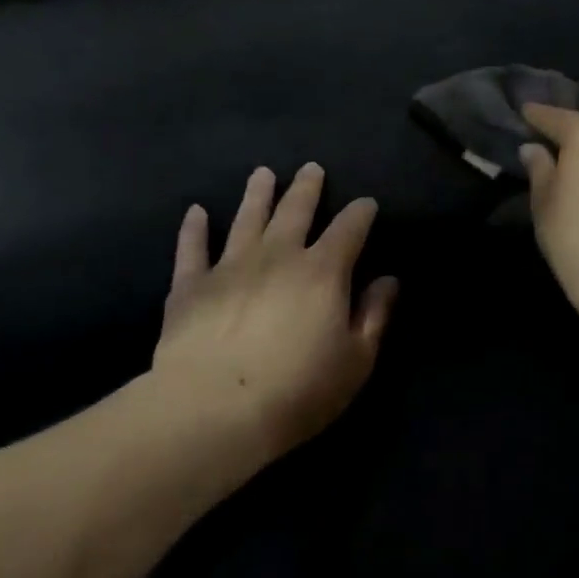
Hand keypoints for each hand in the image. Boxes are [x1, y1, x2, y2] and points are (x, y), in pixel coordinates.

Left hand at [153, 164, 398, 457]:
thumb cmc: (298, 391)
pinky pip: (192, 248)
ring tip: (263, 173)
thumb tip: (388, 280)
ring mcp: (230, 265)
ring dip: (257, 193)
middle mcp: (277, 255)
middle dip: (307, 188)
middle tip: (310, 168)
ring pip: (247, 218)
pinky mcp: (191, 285)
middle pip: (295, 210)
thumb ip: (373, 316)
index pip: (349, 229)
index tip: (366, 204)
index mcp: (322, 271)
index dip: (360, 213)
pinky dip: (194, 229)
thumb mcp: (355, 361)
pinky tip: (195, 212)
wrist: (215, 409)